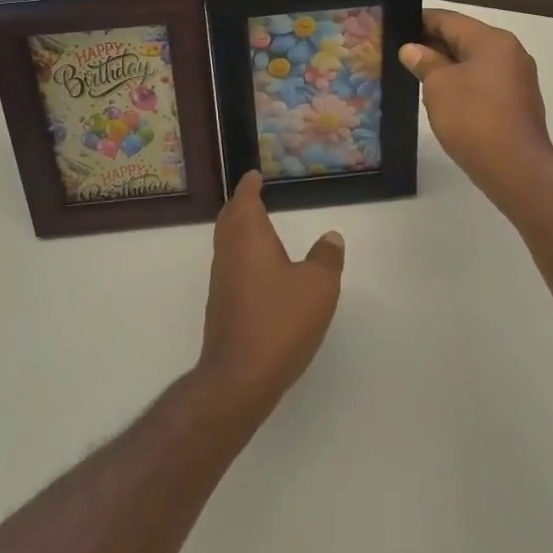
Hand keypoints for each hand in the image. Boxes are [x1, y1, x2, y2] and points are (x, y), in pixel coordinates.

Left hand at [195, 171, 343, 420]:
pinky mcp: (221, 307)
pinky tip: (256, 270)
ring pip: (226, 243)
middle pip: (229, 220)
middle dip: (239, 205)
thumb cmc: (280, 321)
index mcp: (249, 238)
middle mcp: (229, 254)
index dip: (249, 187)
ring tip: (254, 227)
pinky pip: (229, 266)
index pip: (245, 201)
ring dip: (237, 230)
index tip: (252, 176)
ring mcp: (221, 282)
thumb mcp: (318, 286)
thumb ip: (326, 258)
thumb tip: (331, 237)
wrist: (239, 376)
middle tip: (250, 196)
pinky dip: (240, 255)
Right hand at [401, 9, 552, 203]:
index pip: (449, 19)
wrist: (516, 169)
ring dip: (446, 66)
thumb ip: (424, 62)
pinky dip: (462, 83)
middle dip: (432, 44)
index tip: (394, 27)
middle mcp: (510, 52)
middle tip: (399, 53)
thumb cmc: (474, 119)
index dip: (419, 21)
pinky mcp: (517, 102)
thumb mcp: (439, 86)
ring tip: (415, 74)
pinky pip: (483, 82)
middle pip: (464, 38)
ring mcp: (517, 78)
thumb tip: (412, 49)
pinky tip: (441, 96)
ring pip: (474, 61)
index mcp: (492, 40)